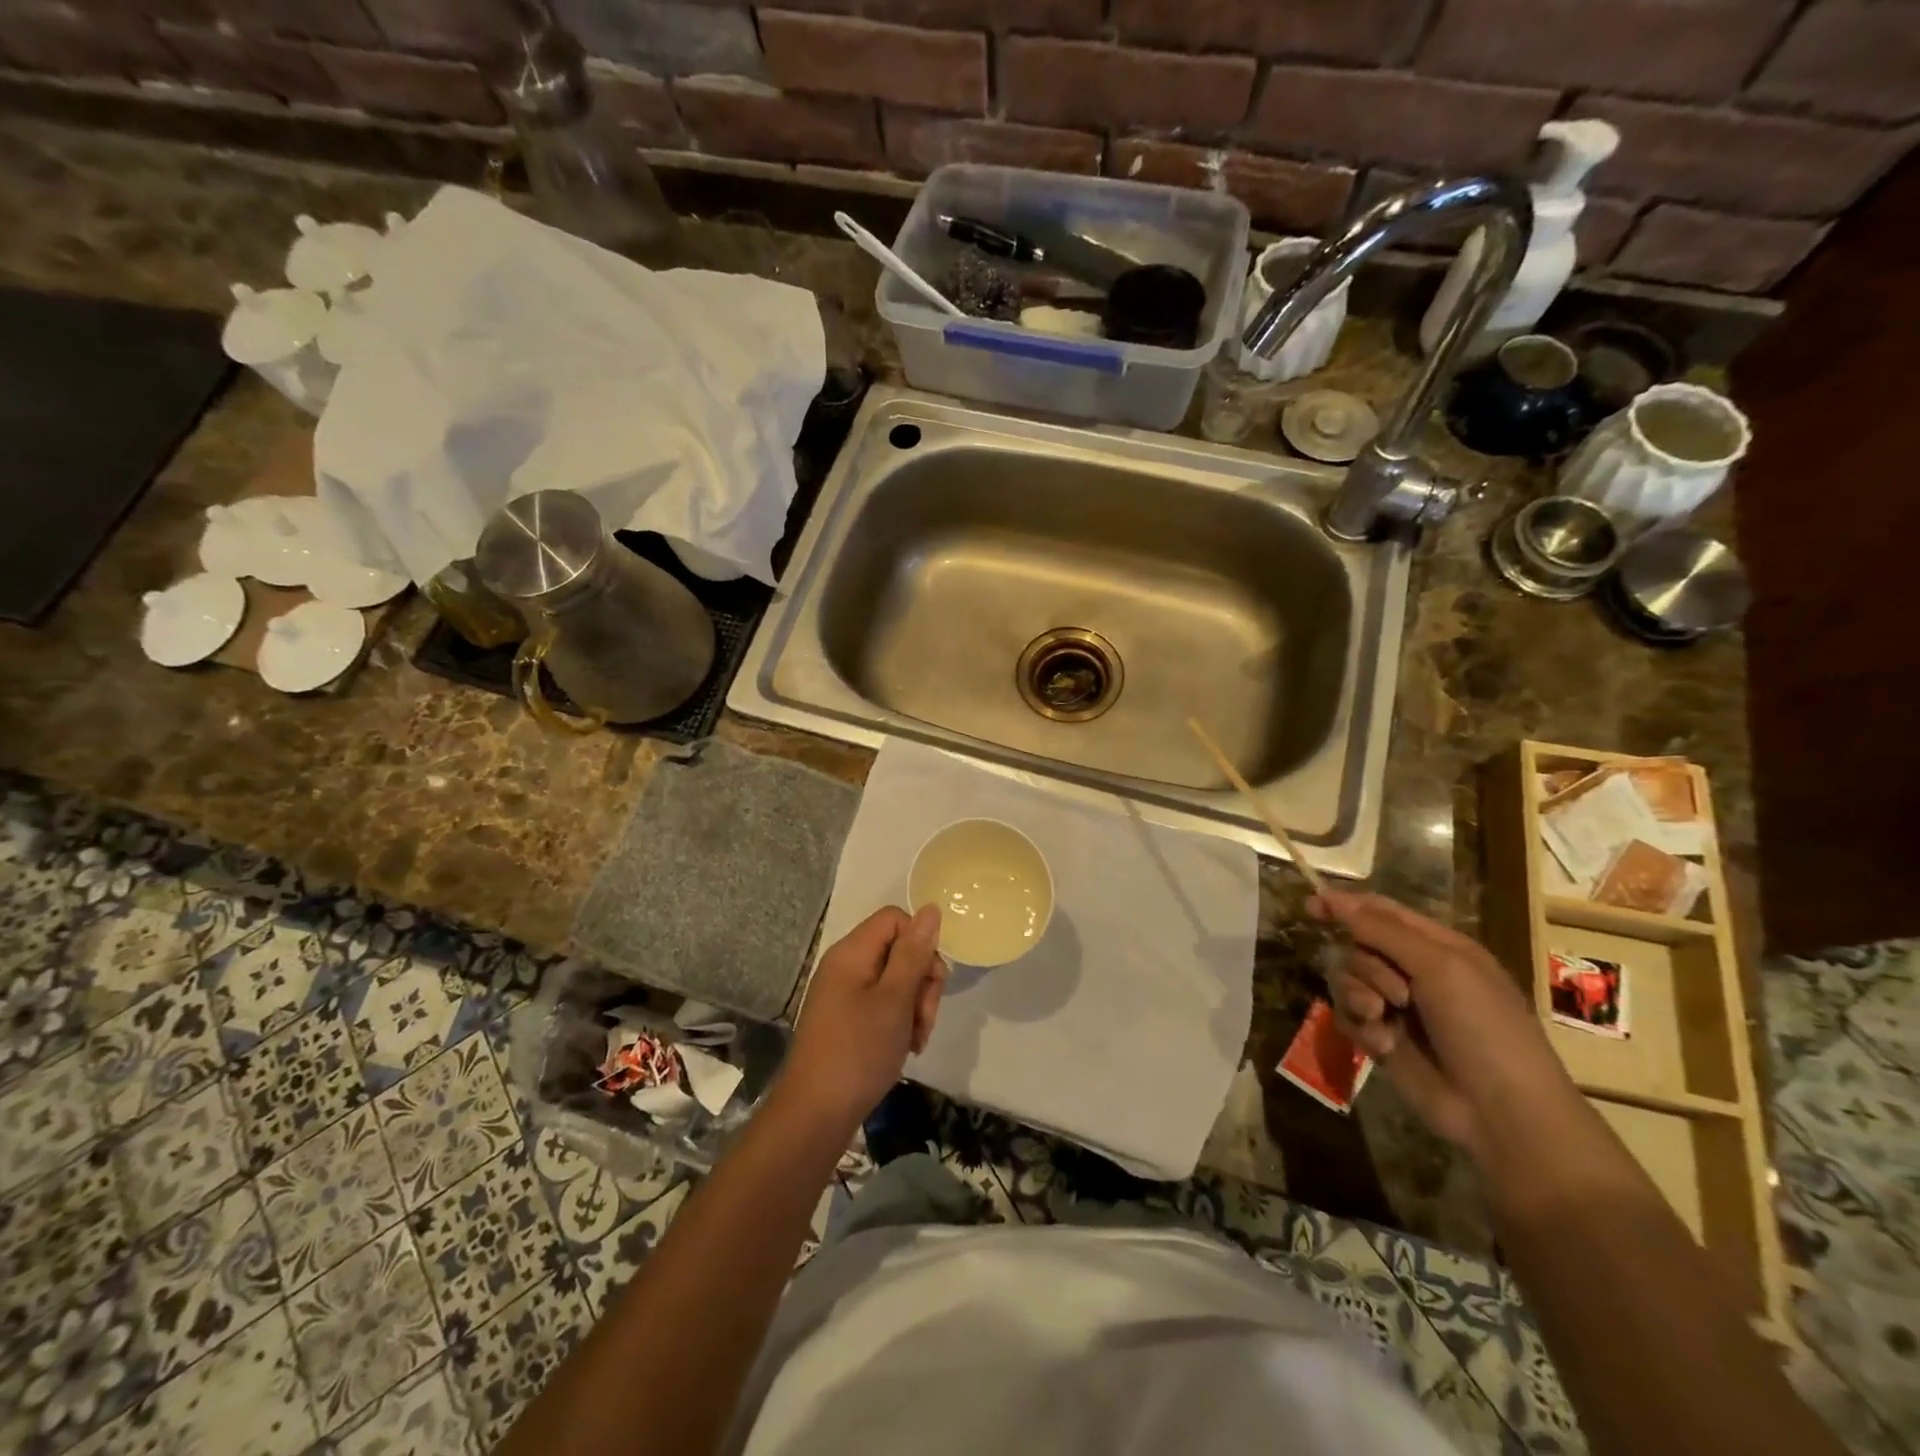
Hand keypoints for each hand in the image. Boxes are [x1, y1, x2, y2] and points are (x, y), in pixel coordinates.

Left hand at [778, 906, 944, 1132]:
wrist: (815, 1115)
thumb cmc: (858, 1052)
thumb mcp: (894, 1000)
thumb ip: (913, 953)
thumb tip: (931, 909)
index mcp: (852, 952)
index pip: (896, 919)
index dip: (920, 943)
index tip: (931, 980)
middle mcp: (845, 966)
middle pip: (898, 950)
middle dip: (922, 981)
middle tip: (925, 1018)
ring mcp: (843, 994)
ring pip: (895, 980)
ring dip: (915, 1006)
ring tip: (916, 1039)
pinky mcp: (846, 1019)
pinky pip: (882, 1004)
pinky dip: (899, 1021)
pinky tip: (906, 1047)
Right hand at [1313, 890, 1580, 1166]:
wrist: (1501, 1111)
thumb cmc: (1483, 1027)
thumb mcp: (1440, 966)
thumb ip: (1382, 929)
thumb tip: (1331, 897)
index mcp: (1437, 947)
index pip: (1381, 912)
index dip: (1345, 905)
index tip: (1310, 906)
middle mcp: (1414, 972)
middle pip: (1358, 946)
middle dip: (1366, 966)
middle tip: (1395, 993)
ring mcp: (1396, 1007)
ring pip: (1346, 980)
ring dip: (1358, 996)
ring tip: (1382, 1018)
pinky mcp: (1381, 1038)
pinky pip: (1346, 1016)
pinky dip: (1359, 1026)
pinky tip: (1382, 1044)